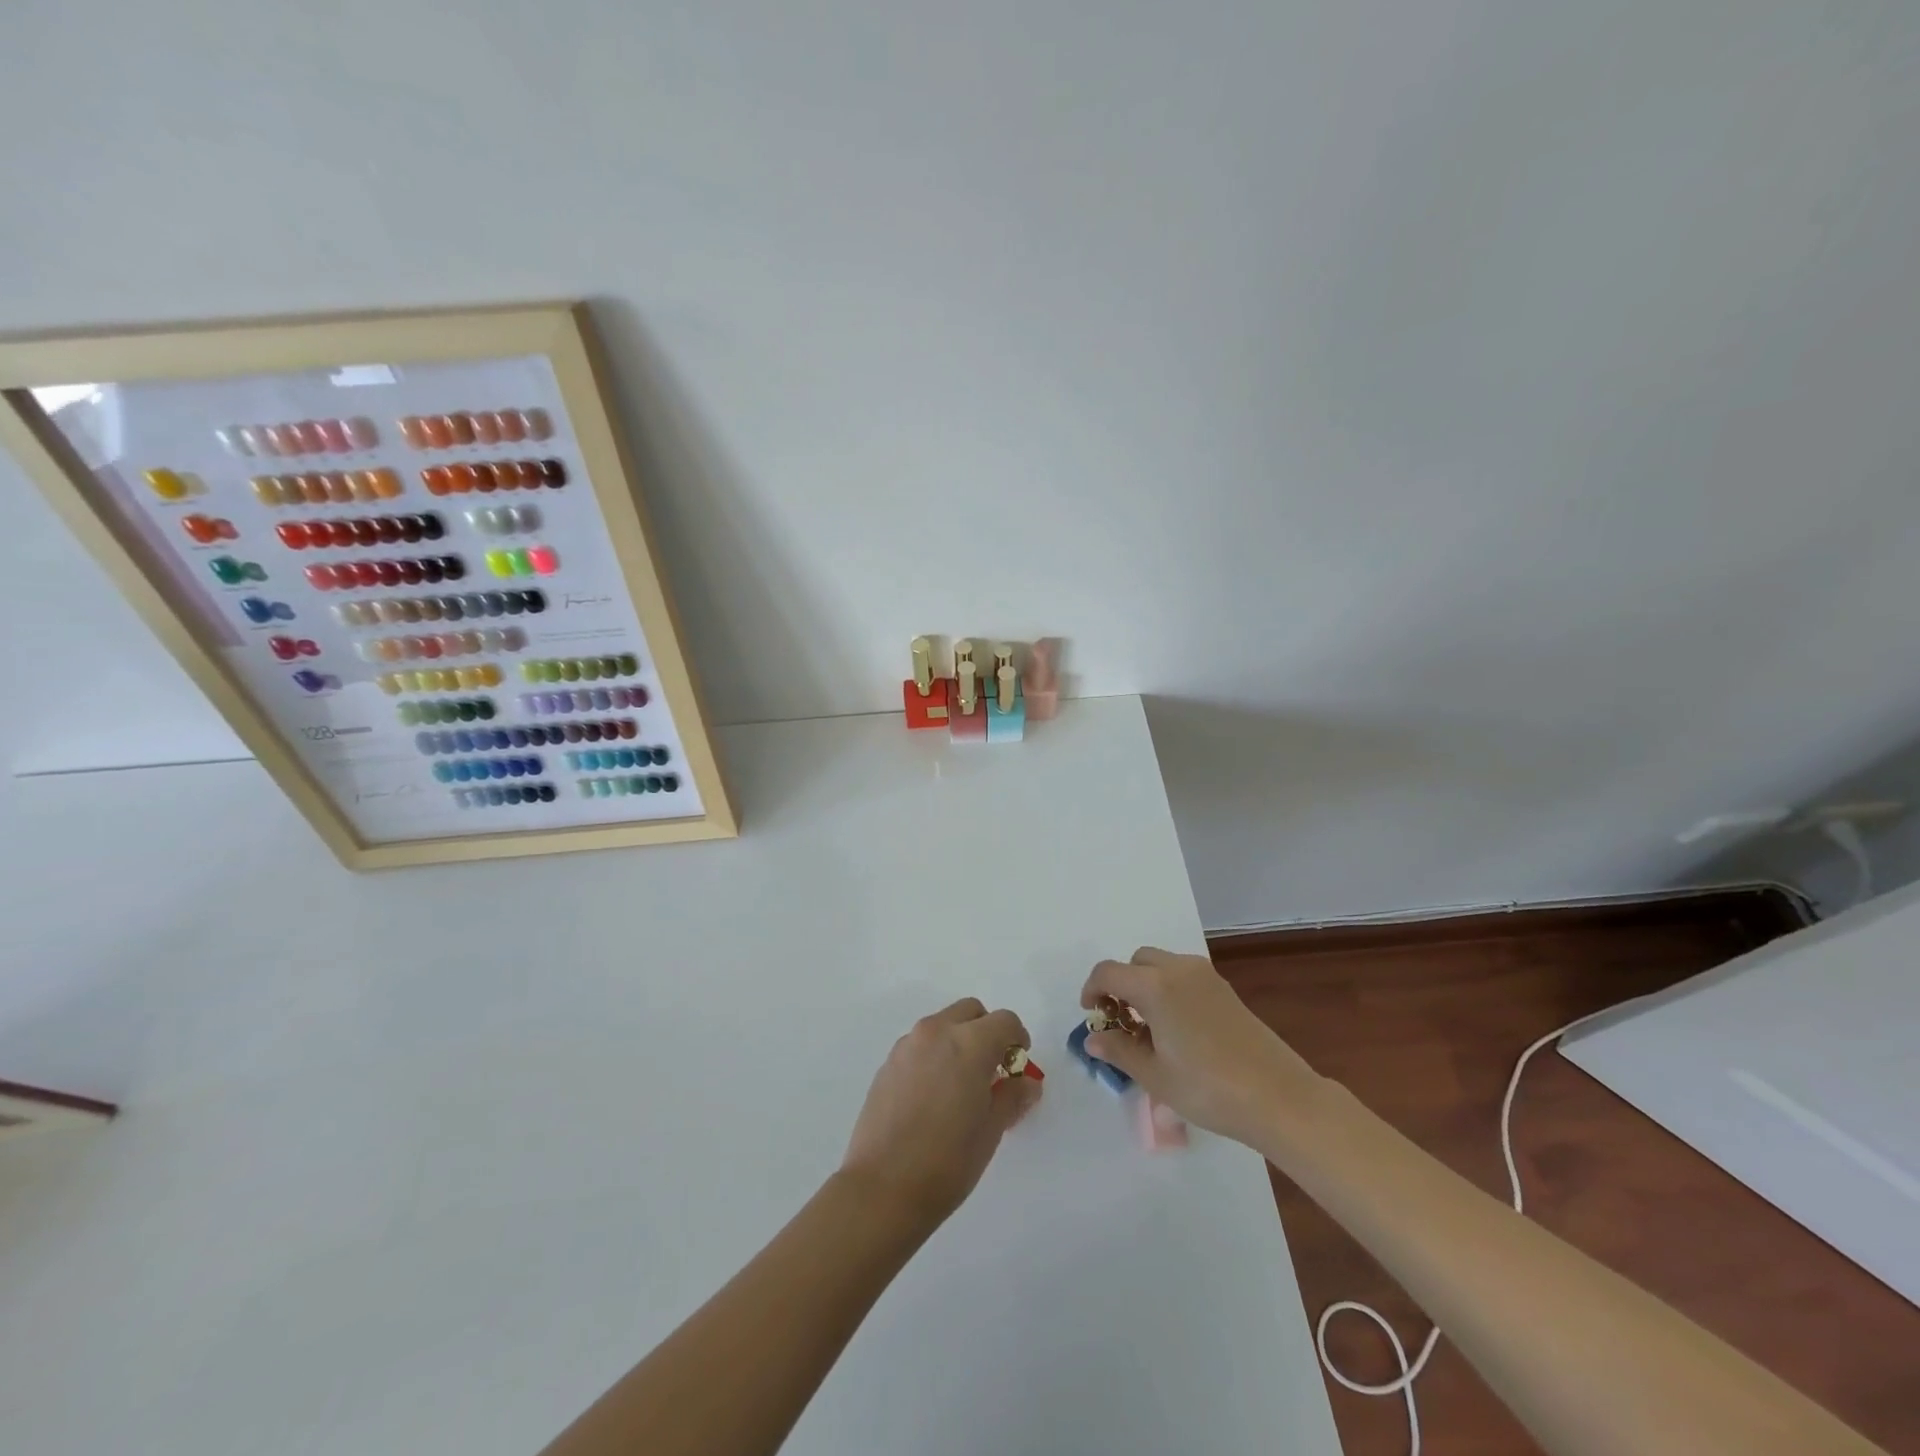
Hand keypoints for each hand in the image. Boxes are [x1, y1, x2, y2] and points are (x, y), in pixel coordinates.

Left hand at [840, 998, 1041, 1224]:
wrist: (883, 1187)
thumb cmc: (948, 1160)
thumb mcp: (991, 1130)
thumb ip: (1012, 1097)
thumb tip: (1026, 1083)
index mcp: (969, 1043)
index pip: (1005, 1021)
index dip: (1018, 1038)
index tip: (1018, 1065)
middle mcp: (936, 1032)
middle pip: (970, 1012)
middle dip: (987, 1031)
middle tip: (993, 1069)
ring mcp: (907, 1045)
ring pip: (942, 1025)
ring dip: (959, 1041)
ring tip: (962, 1086)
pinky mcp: (887, 1063)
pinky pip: (920, 1045)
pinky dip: (935, 1055)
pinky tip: (933, 1096)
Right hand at [1081, 948, 1325, 1146]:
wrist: (1279, 1097)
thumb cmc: (1208, 1088)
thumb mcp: (1154, 1076)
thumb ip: (1119, 1050)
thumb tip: (1093, 1038)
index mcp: (1155, 986)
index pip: (1109, 972)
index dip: (1092, 989)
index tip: (1092, 1015)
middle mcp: (1179, 969)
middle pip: (1136, 962)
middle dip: (1120, 985)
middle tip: (1120, 1021)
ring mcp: (1205, 976)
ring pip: (1161, 965)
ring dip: (1145, 985)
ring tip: (1148, 1028)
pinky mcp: (1224, 989)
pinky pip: (1183, 976)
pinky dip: (1168, 989)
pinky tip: (1176, 1029)